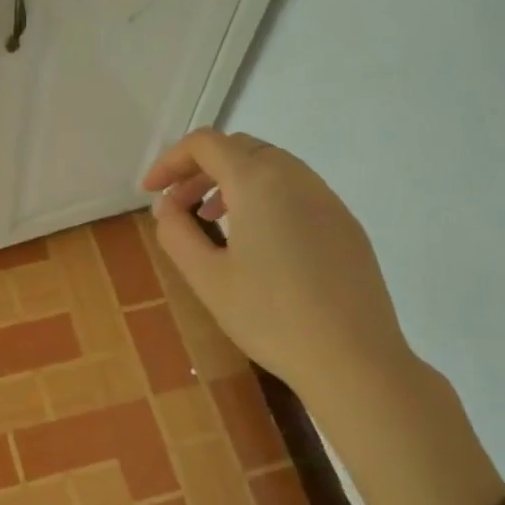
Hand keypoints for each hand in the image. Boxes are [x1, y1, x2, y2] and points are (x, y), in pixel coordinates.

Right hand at [141, 129, 413, 412]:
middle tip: (178, 206)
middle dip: (201, 169)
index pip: (206, 144)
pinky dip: (264, 197)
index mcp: (258, 182)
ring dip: (233, 181)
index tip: (151, 192)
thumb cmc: (269, 317)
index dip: (171, 161)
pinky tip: (258, 241)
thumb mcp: (206, 277)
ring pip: (271, 166)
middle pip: (240, 148)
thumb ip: (176, 232)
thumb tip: (169, 207)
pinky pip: (297, 190)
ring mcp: (328, 199)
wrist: (353, 360)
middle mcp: (297, 177)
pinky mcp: (346, 224)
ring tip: (213, 220)